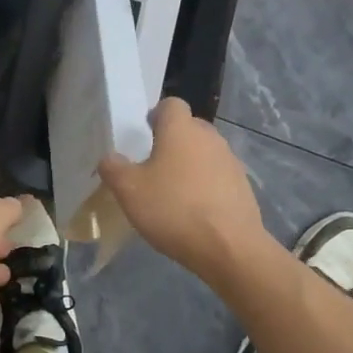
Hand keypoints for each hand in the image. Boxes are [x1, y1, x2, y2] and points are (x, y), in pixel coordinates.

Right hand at [99, 98, 266, 280]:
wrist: (229, 248)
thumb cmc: (174, 209)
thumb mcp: (129, 191)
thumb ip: (113, 168)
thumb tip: (109, 158)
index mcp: (180, 129)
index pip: (171, 104)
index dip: (156, 115)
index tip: (144, 136)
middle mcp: (209, 137)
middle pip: (189, 127)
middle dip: (172, 141)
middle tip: (153, 167)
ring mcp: (230, 161)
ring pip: (204, 152)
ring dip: (190, 165)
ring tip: (174, 193)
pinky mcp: (243, 186)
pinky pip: (218, 176)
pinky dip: (206, 186)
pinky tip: (195, 211)